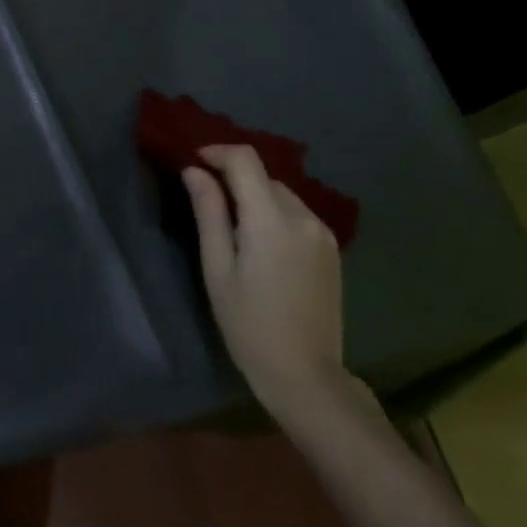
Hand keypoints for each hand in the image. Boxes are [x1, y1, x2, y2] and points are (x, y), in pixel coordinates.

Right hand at [183, 144, 350, 416]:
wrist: (304, 373)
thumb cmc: (248, 324)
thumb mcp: (217, 269)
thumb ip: (208, 214)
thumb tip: (195, 171)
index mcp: (272, 220)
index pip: (246, 160)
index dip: (217, 152)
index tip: (194, 163)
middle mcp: (304, 217)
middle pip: (264, 177)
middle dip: (233, 179)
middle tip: (205, 201)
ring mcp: (324, 233)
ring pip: (281, 195)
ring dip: (255, 197)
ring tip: (231, 227)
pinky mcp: (332, 249)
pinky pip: (297, 215)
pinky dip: (274, 215)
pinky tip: (260, 245)